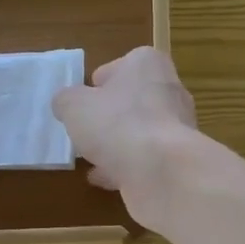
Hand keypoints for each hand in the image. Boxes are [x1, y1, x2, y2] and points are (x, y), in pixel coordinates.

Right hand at [51, 47, 201, 230]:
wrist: (162, 171)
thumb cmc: (117, 124)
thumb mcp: (74, 106)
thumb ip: (66, 100)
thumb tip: (66, 104)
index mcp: (147, 64)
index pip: (119, 66)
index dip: (97, 85)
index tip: (82, 103)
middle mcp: (169, 90)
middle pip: (131, 100)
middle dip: (109, 116)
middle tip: (86, 130)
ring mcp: (178, 126)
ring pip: (139, 132)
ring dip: (117, 144)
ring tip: (91, 157)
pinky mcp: (178, 159)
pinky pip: (146, 159)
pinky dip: (126, 167)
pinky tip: (104, 179)